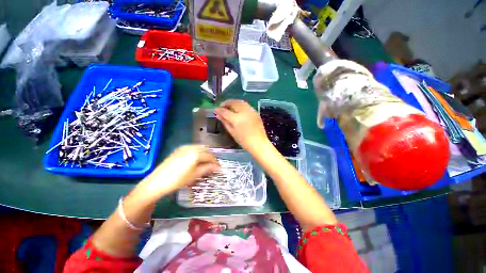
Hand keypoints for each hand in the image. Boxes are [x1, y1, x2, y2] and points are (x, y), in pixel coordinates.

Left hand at [136, 145, 219, 199]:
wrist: (157, 182)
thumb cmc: (178, 180)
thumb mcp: (195, 174)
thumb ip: (208, 168)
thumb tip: (218, 167)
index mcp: (196, 153)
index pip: (210, 156)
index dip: (216, 162)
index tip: (219, 168)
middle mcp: (191, 147)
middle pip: (206, 149)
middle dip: (211, 157)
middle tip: (213, 166)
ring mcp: (184, 147)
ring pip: (199, 148)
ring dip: (204, 154)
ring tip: (205, 163)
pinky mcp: (179, 150)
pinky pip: (192, 148)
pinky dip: (197, 152)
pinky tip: (196, 160)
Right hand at [214, 100, 269, 152]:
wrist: (258, 143)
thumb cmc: (244, 140)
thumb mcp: (232, 132)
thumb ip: (225, 122)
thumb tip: (218, 115)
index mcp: (237, 119)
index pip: (226, 111)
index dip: (219, 110)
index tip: (215, 109)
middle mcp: (244, 112)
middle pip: (233, 103)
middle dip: (226, 103)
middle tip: (221, 106)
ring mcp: (251, 111)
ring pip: (240, 102)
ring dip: (233, 102)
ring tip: (229, 106)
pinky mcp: (255, 112)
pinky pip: (246, 105)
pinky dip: (240, 104)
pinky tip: (237, 108)